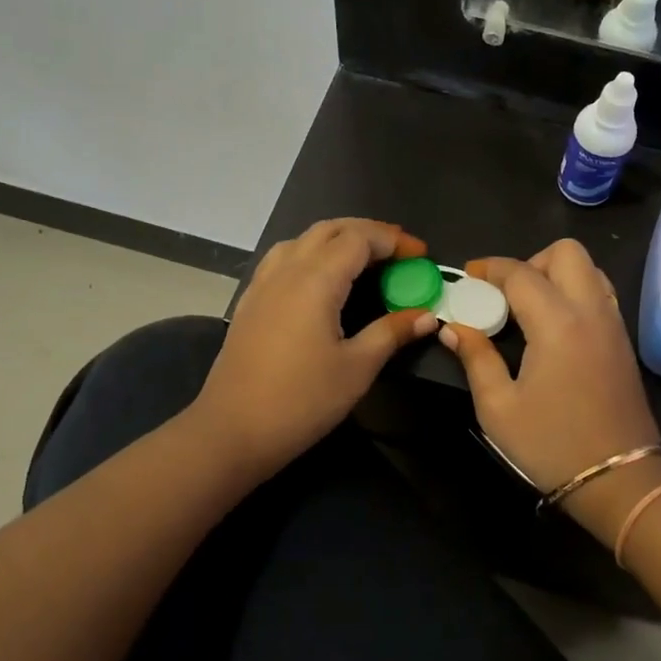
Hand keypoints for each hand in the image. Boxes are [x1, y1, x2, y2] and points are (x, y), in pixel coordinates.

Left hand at [193, 219, 436, 479]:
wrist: (233, 430)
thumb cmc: (302, 400)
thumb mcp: (357, 368)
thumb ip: (392, 333)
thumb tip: (427, 315)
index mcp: (316, 280)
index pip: (359, 239)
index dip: (393, 240)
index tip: (421, 256)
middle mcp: (287, 270)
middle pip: (330, 229)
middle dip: (368, 232)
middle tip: (399, 252)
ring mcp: (263, 284)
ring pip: (303, 240)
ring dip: (337, 239)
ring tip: (364, 259)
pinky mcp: (250, 301)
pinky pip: (283, 259)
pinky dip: (311, 254)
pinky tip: (321, 280)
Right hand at [438, 240, 660, 539]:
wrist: (620, 481)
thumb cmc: (552, 445)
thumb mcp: (498, 408)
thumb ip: (475, 358)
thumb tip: (452, 327)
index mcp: (558, 323)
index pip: (521, 273)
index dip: (490, 268)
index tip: (468, 276)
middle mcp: (591, 311)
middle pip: (566, 252)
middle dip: (530, 261)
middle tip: (506, 294)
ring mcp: (613, 324)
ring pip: (589, 268)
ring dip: (556, 274)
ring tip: (530, 308)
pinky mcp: (623, 341)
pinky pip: (600, 293)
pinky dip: (575, 292)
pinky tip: (554, 326)